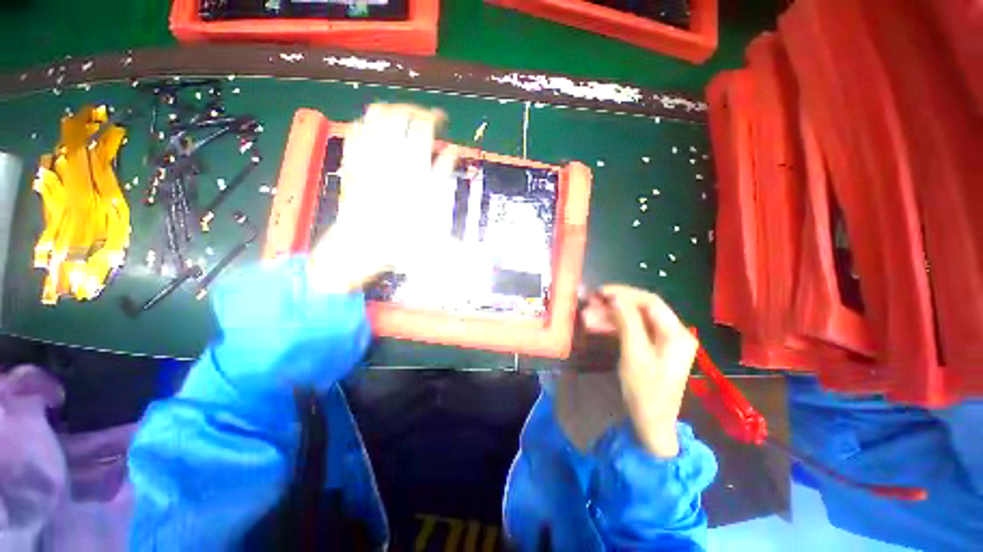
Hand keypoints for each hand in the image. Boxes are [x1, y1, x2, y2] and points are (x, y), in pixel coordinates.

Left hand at [308, 104, 458, 293]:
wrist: (363, 245)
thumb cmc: (403, 234)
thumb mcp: (434, 211)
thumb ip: (443, 177)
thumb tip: (452, 152)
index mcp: (411, 167)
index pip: (423, 126)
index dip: (434, 117)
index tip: (441, 120)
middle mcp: (388, 155)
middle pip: (399, 113)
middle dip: (414, 110)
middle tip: (423, 117)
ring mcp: (366, 156)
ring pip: (375, 115)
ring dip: (392, 111)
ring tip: (402, 120)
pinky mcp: (352, 162)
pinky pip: (356, 130)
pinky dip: (368, 124)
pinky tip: (378, 132)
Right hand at [581, 285, 697, 456]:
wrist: (651, 426)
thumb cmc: (645, 392)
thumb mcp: (634, 355)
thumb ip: (626, 322)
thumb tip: (614, 297)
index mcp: (676, 333)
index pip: (650, 301)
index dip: (624, 293)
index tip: (599, 293)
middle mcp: (672, 333)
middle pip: (641, 309)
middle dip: (613, 304)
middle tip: (589, 304)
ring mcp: (661, 341)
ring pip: (633, 319)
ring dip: (609, 315)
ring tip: (586, 316)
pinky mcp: (650, 348)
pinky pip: (630, 330)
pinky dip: (612, 327)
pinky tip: (594, 326)